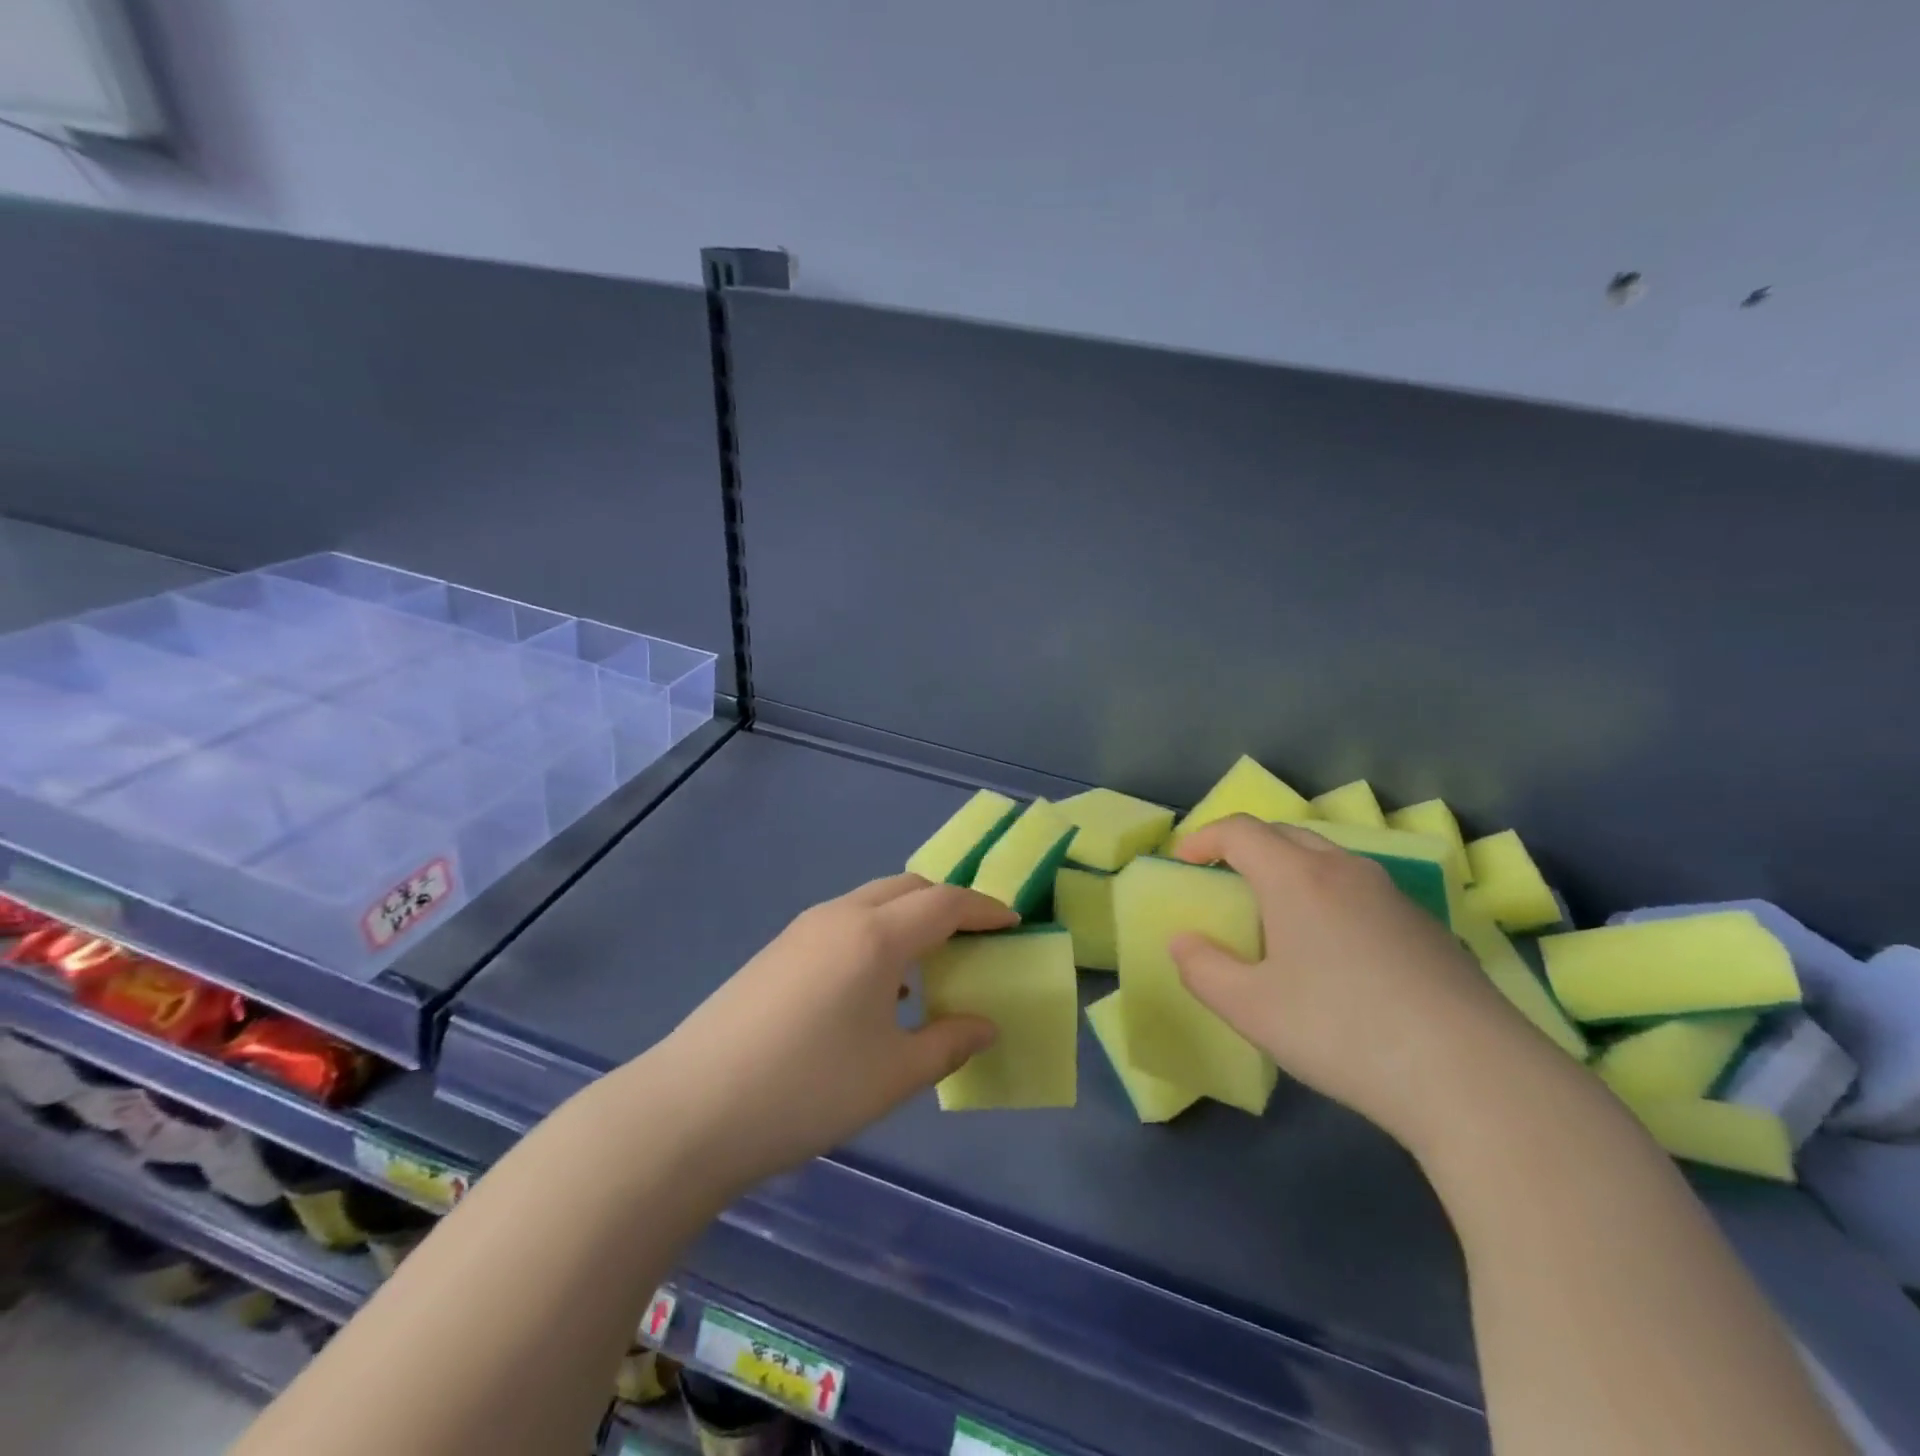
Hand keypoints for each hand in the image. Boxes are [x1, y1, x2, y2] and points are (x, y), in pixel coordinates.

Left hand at [653, 874, 1015, 1190]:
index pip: (946, 902)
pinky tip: (874, 989)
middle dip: (948, 904)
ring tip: (928, 964)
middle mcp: (841, 916)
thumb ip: (948, 1043)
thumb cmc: (808, 1089)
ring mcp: (802, 929)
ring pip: (872, 901)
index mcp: (876, 936)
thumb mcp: (893, 1075)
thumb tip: (986, 1025)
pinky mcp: (777, 950)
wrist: (692, 1108)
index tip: (1013, 923)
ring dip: (908, 918)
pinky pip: (844, 923)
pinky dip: (875, 934)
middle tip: (975, 938)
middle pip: (908, 888)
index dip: (985, 909)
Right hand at [1169, 815, 1551, 1153]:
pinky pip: (1361, 892)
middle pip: (1286, 835)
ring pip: (1329, 861)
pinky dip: (1330, 899)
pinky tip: (1336, 955)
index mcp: (1297, 877)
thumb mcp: (1250, 1009)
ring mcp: (1394, 897)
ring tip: (1278, 918)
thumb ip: (1202, 969)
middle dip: (1246, 848)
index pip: (1240, 831)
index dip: (1204, 838)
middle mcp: (1346, 871)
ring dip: (1291, 871)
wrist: (1474, 1077)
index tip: (1183, 862)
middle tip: (1226, 882)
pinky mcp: (1428, 929)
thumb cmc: (1341, 1030)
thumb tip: (1184, 942)